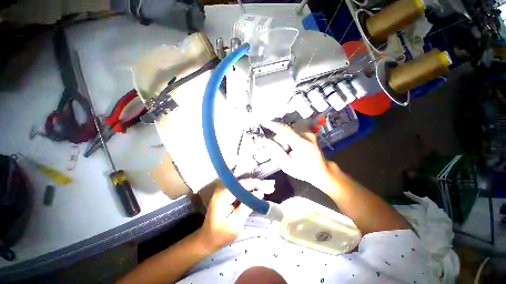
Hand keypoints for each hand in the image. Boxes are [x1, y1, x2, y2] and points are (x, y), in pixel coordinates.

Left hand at [199, 179, 274, 251]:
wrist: (207, 240)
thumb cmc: (220, 235)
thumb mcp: (235, 224)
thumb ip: (247, 206)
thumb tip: (260, 193)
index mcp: (223, 195)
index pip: (242, 185)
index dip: (256, 184)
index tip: (268, 187)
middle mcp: (222, 189)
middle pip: (242, 183)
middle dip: (256, 185)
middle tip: (269, 188)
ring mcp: (223, 191)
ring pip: (242, 185)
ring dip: (253, 187)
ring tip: (266, 189)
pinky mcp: (225, 195)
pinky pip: (239, 190)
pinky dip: (248, 191)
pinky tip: (256, 192)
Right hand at [262, 121, 338, 187]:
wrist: (322, 170)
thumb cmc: (304, 171)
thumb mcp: (287, 166)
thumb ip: (276, 153)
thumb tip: (268, 141)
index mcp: (302, 144)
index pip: (285, 130)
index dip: (274, 126)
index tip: (264, 122)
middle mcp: (307, 135)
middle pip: (286, 129)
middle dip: (281, 138)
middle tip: (285, 150)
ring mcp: (310, 132)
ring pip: (291, 127)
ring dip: (286, 135)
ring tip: (290, 147)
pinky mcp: (310, 132)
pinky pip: (295, 127)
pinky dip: (291, 133)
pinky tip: (293, 143)